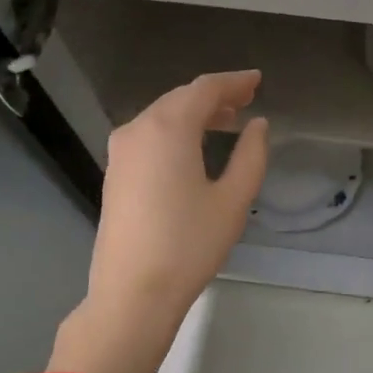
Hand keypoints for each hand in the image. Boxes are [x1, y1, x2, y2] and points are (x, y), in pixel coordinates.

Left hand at [59, 71, 268, 372]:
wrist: (133, 292)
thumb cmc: (189, 245)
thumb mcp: (233, 200)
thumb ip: (251, 155)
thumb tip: (257, 125)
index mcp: (168, 129)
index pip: (204, 89)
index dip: (234, 82)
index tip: (257, 80)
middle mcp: (138, 130)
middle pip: (180, 98)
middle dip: (214, 96)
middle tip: (246, 100)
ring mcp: (120, 151)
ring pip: (162, 116)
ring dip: (194, 113)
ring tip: (226, 122)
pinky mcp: (115, 173)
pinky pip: (149, 135)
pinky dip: (176, 131)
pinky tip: (194, 147)